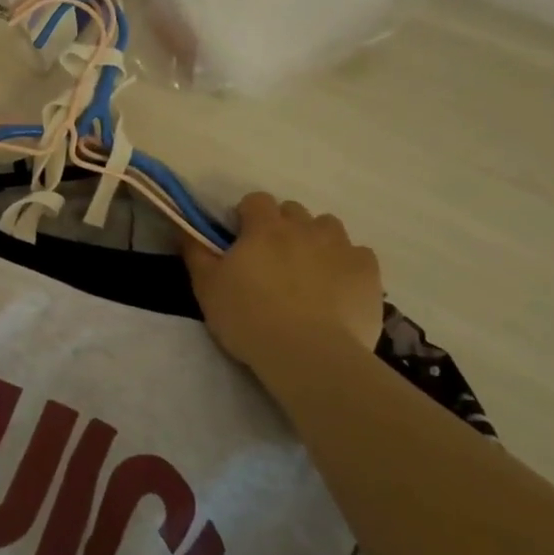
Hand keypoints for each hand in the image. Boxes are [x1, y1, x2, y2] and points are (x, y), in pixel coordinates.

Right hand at [182, 193, 383, 362]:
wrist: (308, 354)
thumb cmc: (248, 318)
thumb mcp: (207, 288)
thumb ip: (196, 253)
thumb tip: (185, 228)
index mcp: (265, 228)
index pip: (256, 200)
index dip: (247, 216)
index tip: (241, 240)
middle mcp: (305, 228)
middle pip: (294, 211)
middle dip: (282, 227)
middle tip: (272, 260)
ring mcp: (341, 247)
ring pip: (328, 227)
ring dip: (316, 240)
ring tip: (308, 273)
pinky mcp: (368, 271)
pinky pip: (358, 254)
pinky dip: (346, 264)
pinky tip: (337, 289)